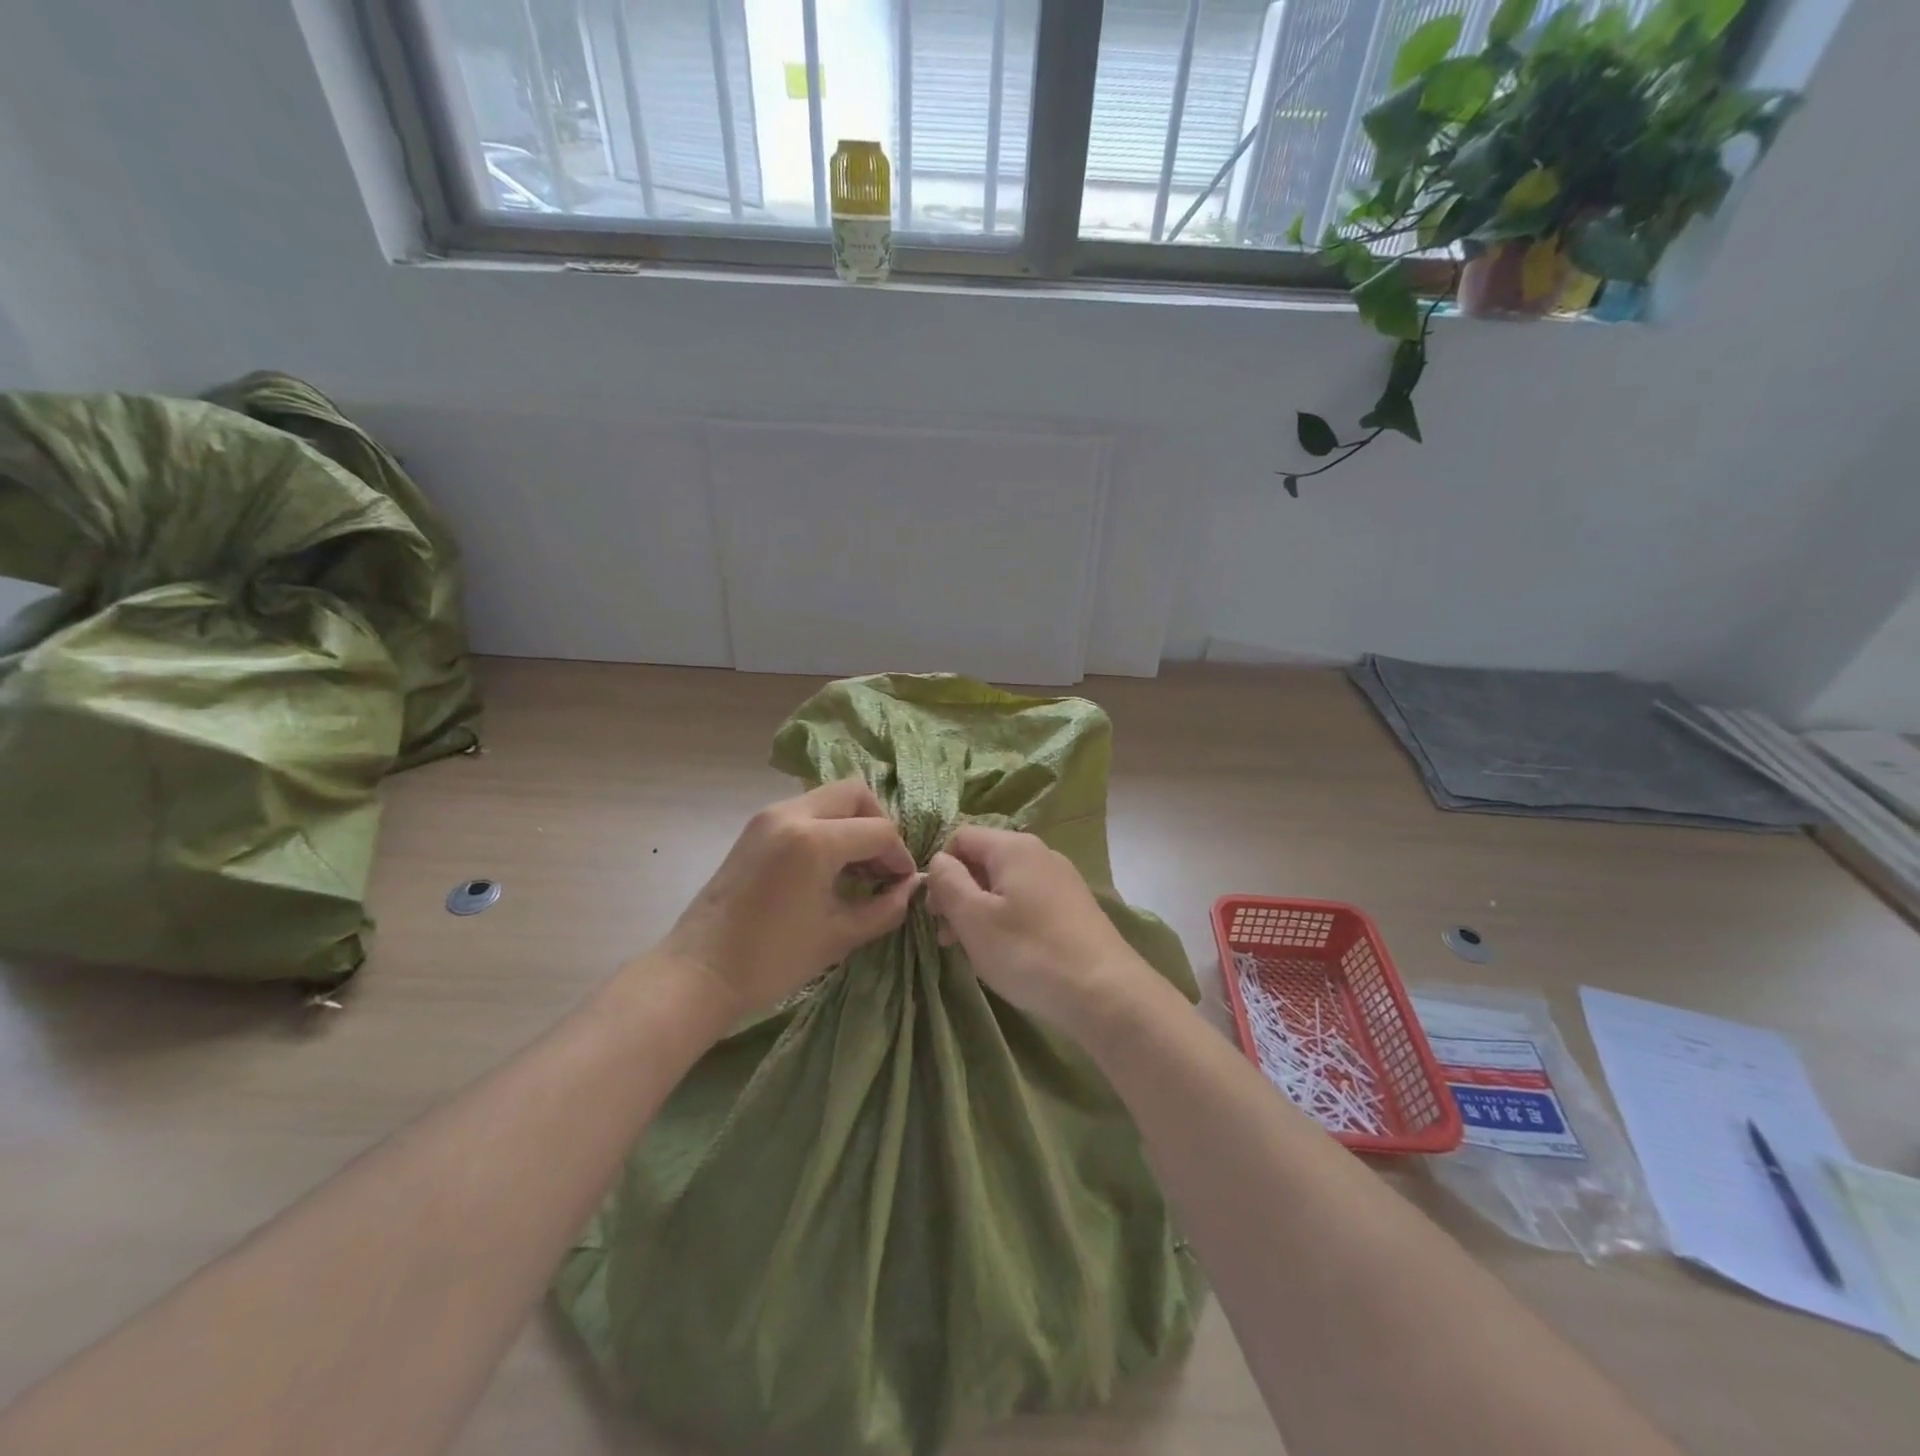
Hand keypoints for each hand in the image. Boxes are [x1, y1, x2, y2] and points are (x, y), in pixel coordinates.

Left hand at [659, 781, 917, 1019]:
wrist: (699, 973)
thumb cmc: (772, 960)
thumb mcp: (839, 936)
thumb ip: (884, 908)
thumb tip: (909, 888)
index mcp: (814, 840)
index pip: (879, 830)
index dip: (899, 856)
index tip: (901, 885)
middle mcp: (791, 814)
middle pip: (854, 794)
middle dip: (877, 825)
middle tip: (880, 865)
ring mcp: (768, 818)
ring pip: (828, 799)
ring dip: (851, 825)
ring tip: (856, 871)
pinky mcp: (754, 829)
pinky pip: (804, 812)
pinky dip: (826, 829)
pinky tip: (827, 869)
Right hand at [925, 825, 1143, 1033]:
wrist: (1105, 992)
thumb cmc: (1029, 952)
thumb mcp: (974, 918)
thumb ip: (948, 882)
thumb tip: (939, 861)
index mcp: (1013, 847)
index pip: (960, 837)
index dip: (940, 869)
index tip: (935, 911)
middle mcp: (1040, 853)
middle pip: (984, 860)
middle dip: (959, 894)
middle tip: (949, 937)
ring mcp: (1061, 879)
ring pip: (1005, 884)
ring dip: (982, 911)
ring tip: (975, 951)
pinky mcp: (1074, 906)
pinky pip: (1028, 901)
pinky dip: (1009, 920)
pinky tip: (1009, 953)